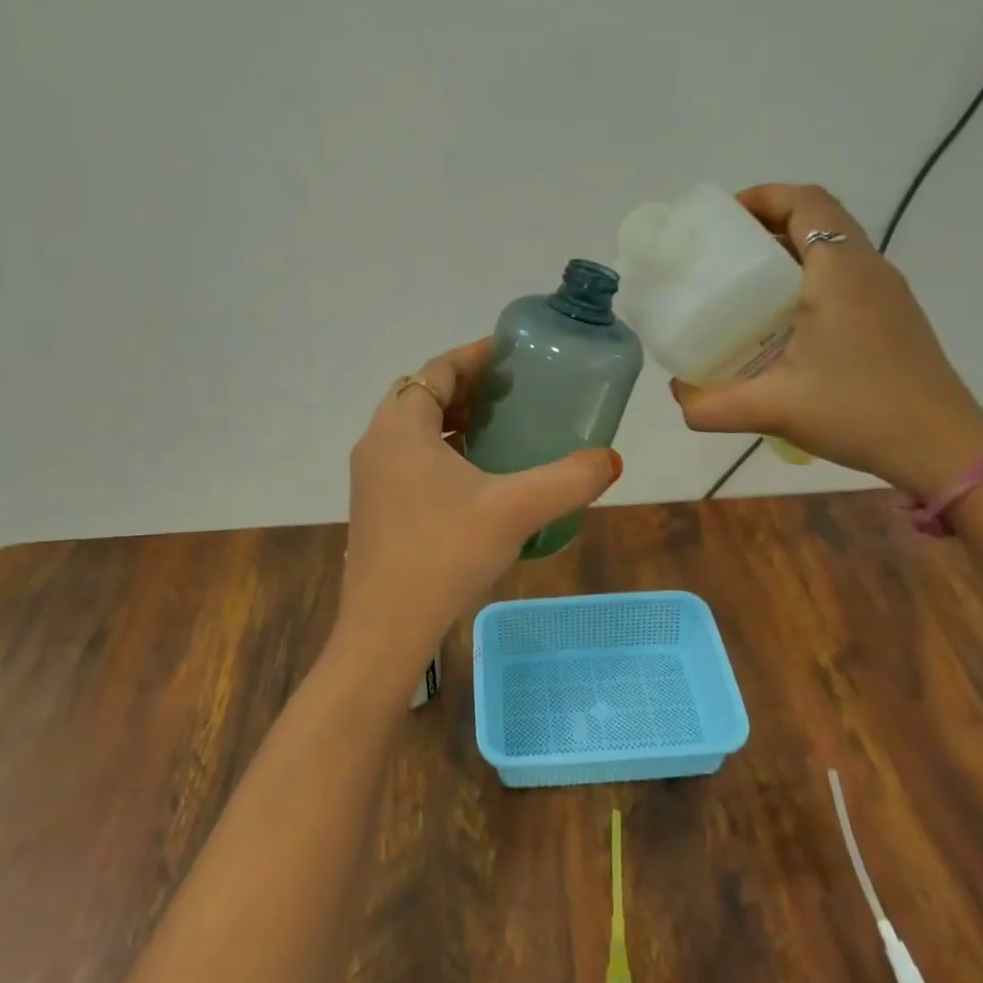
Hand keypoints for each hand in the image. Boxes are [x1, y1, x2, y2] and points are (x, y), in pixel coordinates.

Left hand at [335, 338, 621, 682]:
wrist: (386, 628)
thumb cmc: (445, 553)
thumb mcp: (516, 510)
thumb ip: (568, 480)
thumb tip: (611, 460)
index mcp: (402, 427)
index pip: (438, 370)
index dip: (475, 356)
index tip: (512, 353)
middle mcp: (377, 442)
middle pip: (423, 395)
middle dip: (467, 387)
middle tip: (513, 391)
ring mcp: (370, 478)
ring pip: (413, 430)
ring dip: (452, 421)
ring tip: (499, 428)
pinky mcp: (374, 507)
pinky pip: (408, 459)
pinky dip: (440, 452)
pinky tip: (476, 478)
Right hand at [669, 184, 982, 496]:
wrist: (942, 448)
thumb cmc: (858, 412)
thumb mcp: (773, 409)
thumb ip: (712, 404)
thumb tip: (678, 395)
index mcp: (841, 272)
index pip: (807, 203)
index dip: (764, 196)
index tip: (723, 218)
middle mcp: (868, 270)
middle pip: (819, 219)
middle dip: (769, 223)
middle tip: (724, 250)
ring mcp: (887, 294)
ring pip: (835, 249)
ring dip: (791, 251)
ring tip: (746, 283)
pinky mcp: (893, 318)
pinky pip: (846, 276)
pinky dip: (810, 278)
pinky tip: (784, 323)